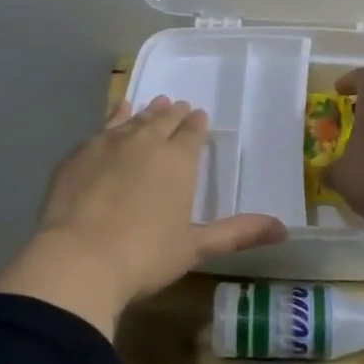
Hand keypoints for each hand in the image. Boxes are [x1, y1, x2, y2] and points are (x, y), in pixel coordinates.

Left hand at [0, 96, 286, 336]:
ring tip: (155, 104)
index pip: (192, 133)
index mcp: (179, 161)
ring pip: (135, 119)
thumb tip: (284, 230)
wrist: (78, 259)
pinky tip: (119, 111)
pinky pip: (104, 125)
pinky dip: (116, 115)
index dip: (197, 125)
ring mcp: (110, 144)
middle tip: (179, 107)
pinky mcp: (80, 153)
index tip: (199, 116)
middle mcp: (147, 142)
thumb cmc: (145, 256)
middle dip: (174, 114)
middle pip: (164, 120)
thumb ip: (238, 233)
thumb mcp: (195, 247)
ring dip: (148, 111)